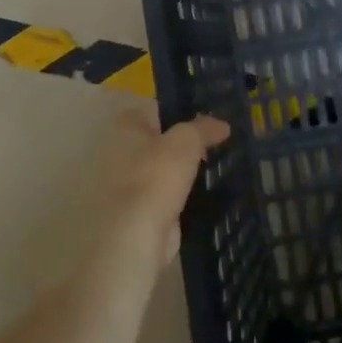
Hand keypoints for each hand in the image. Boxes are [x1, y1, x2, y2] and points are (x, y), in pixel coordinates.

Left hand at [103, 108, 230, 263]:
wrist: (138, 233)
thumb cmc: (157, 174)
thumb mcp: (187, 140)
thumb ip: (205, 128)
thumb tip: (222, 125)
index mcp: (125, 126)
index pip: (157, 109)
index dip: (183, 111)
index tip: (208, 120)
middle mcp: (119, 150)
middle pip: (160, 139)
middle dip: (184, 143)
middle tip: (215, 144)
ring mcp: (126, 182)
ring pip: (163, 168)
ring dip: (183, 170)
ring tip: (214, 167)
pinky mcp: (137, 209)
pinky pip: (165, 193)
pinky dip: (180, 194)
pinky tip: (203, 194)